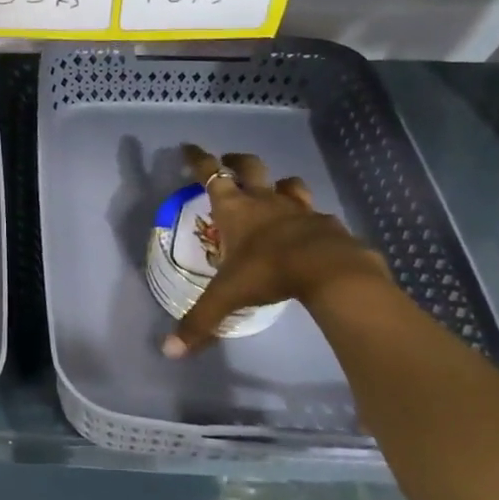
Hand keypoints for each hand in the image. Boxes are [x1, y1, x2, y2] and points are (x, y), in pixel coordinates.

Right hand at [161, 143, 388, 357]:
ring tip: (274, 192)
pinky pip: (315, 214)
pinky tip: (309, 231)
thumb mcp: (227, 298)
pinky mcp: (327, 224)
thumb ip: (199, 322)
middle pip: (249, 167)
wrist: (330, 271)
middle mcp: (265, 201)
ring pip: (288, 184)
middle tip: (229, 162)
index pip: (210, 174)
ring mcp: (299, 209)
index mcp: (235, 209)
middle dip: (236, 161)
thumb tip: (168, 351)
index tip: (189, 148)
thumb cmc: (268, 272)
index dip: (197, 159)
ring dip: (278, 184)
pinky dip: (308, 218)